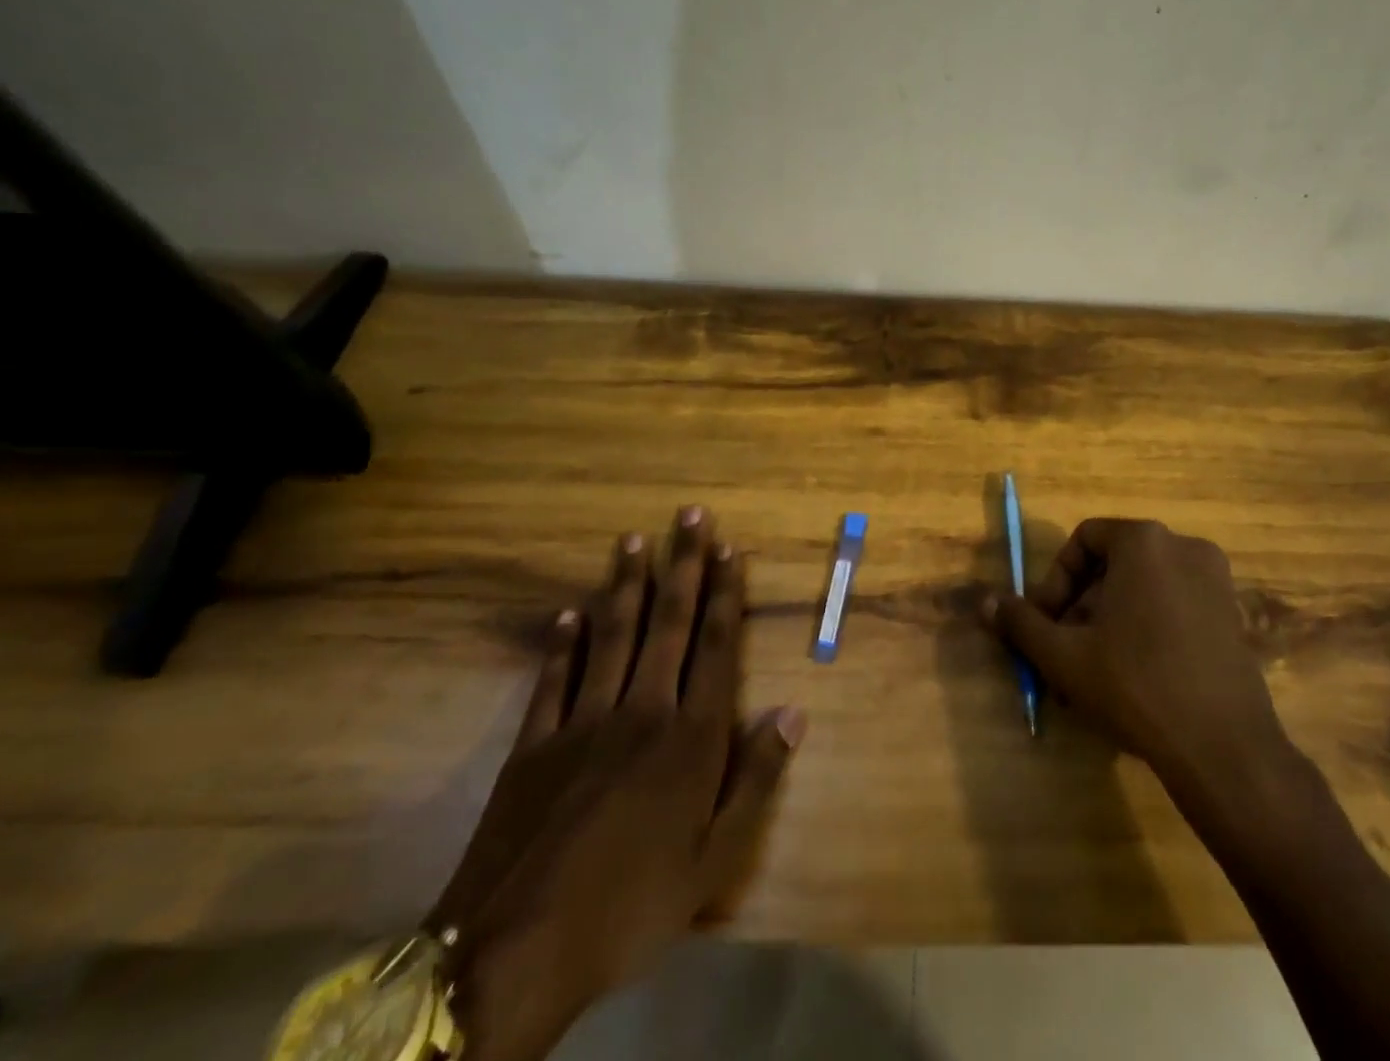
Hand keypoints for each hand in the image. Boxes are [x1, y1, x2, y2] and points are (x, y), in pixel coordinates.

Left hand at [433, 508, 805, 1060]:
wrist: (514, 954)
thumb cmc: (632, 905)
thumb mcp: (714, 859)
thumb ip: (757, 780)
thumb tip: (794, 713)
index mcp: (690, 737)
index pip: (715, 646)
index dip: (725, 593)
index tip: (731, 548)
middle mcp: (642, 711)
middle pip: (668, 623)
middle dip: (682, 565)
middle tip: (689, 515)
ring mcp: (583, 722)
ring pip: (612, 636)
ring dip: (626, 585)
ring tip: (633, 540)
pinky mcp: (534, 744)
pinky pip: (554, 679)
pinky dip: (563, 643)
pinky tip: (570, 613)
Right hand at [986, 518, 1292, 790]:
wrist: (1224, 748)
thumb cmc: (1136, 686)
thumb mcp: (1065, 656)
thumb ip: (1022, 623)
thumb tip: (985, 602)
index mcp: (1144, 541)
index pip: (1084, 540)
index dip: (1055, 580)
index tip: (1044, 623)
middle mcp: (1184, 546)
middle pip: (1114, 564)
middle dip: (1081, 606)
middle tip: (1064, 652)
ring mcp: (1215, 580)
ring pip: (1143, 587)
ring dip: (1109, 620)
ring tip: (1094, 672)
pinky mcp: (1232, 614)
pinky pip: (1174, 604)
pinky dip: (1146, 626)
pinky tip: (1135, 677)